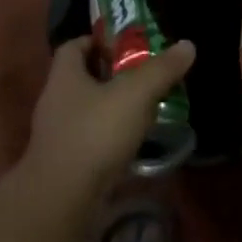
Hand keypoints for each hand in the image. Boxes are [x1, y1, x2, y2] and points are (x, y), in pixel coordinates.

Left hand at [24, 36, 195, 200]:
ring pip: (86, 111)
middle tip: (144, 76)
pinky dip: (108, 138)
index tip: (126, 46)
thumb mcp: (135, 95)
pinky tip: (131, 144)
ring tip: (144, 110)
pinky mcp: (64, 164)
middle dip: (111, 76)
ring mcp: (56, 135)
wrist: (61, 200)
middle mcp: (54, 101)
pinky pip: (88, 140)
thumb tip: (187, 45)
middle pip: (82, 78)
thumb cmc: (95, 133)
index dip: (98, 41)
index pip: (74, 46)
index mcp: (64, 76)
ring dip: (111, 109)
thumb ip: (161, 69)